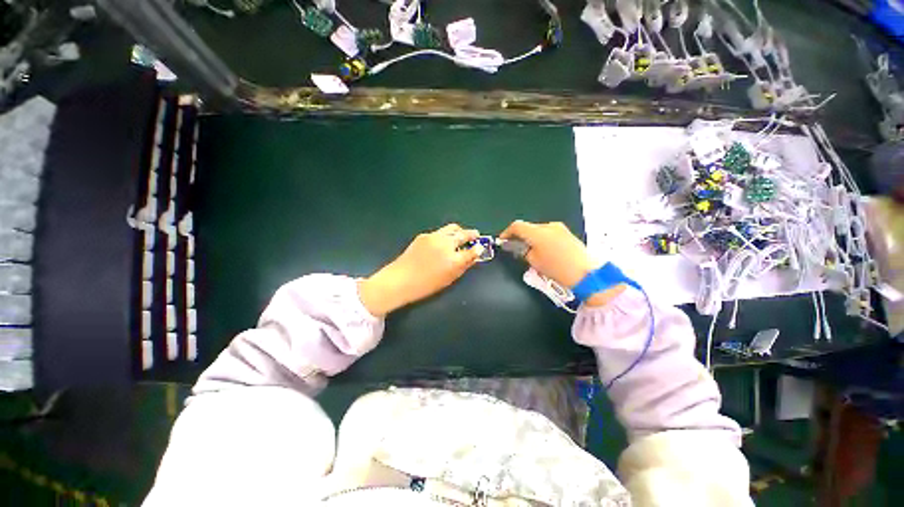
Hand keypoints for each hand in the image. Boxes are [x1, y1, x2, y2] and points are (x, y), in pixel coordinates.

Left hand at [358, 224, 480, 315]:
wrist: (400, 279)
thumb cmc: (426, 285)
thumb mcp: (449, 278)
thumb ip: (463, 265)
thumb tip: (473, 256)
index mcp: (454, 259)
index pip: (472, 250)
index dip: (479, 247)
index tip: (481, 246)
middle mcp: (446, 244)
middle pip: (463, 234)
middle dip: (471, 234)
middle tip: (475, 235)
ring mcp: (434, 237)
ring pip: (452, 228)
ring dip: (459, 231)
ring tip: (460, 235)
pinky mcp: (424, 235)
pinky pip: (440, 232)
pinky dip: (446, 235)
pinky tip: (442, 242)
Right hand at [500, 220, 624, 306]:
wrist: (586, 273)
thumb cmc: (556, 268)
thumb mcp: (534, 261)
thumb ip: (522, 251)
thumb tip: (515, 246)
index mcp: (537, 232)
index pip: (516, 226)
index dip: (507, 232)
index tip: (503, 241)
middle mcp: (548, 226)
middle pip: (528, 227)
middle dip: (520, 236)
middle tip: (516, 248)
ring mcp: (560, 228)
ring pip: (539, 230)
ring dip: (531, 237)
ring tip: (531, 251)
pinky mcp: (567, 233)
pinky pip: (549, 233)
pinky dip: (542, 239)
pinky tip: (544, 250)